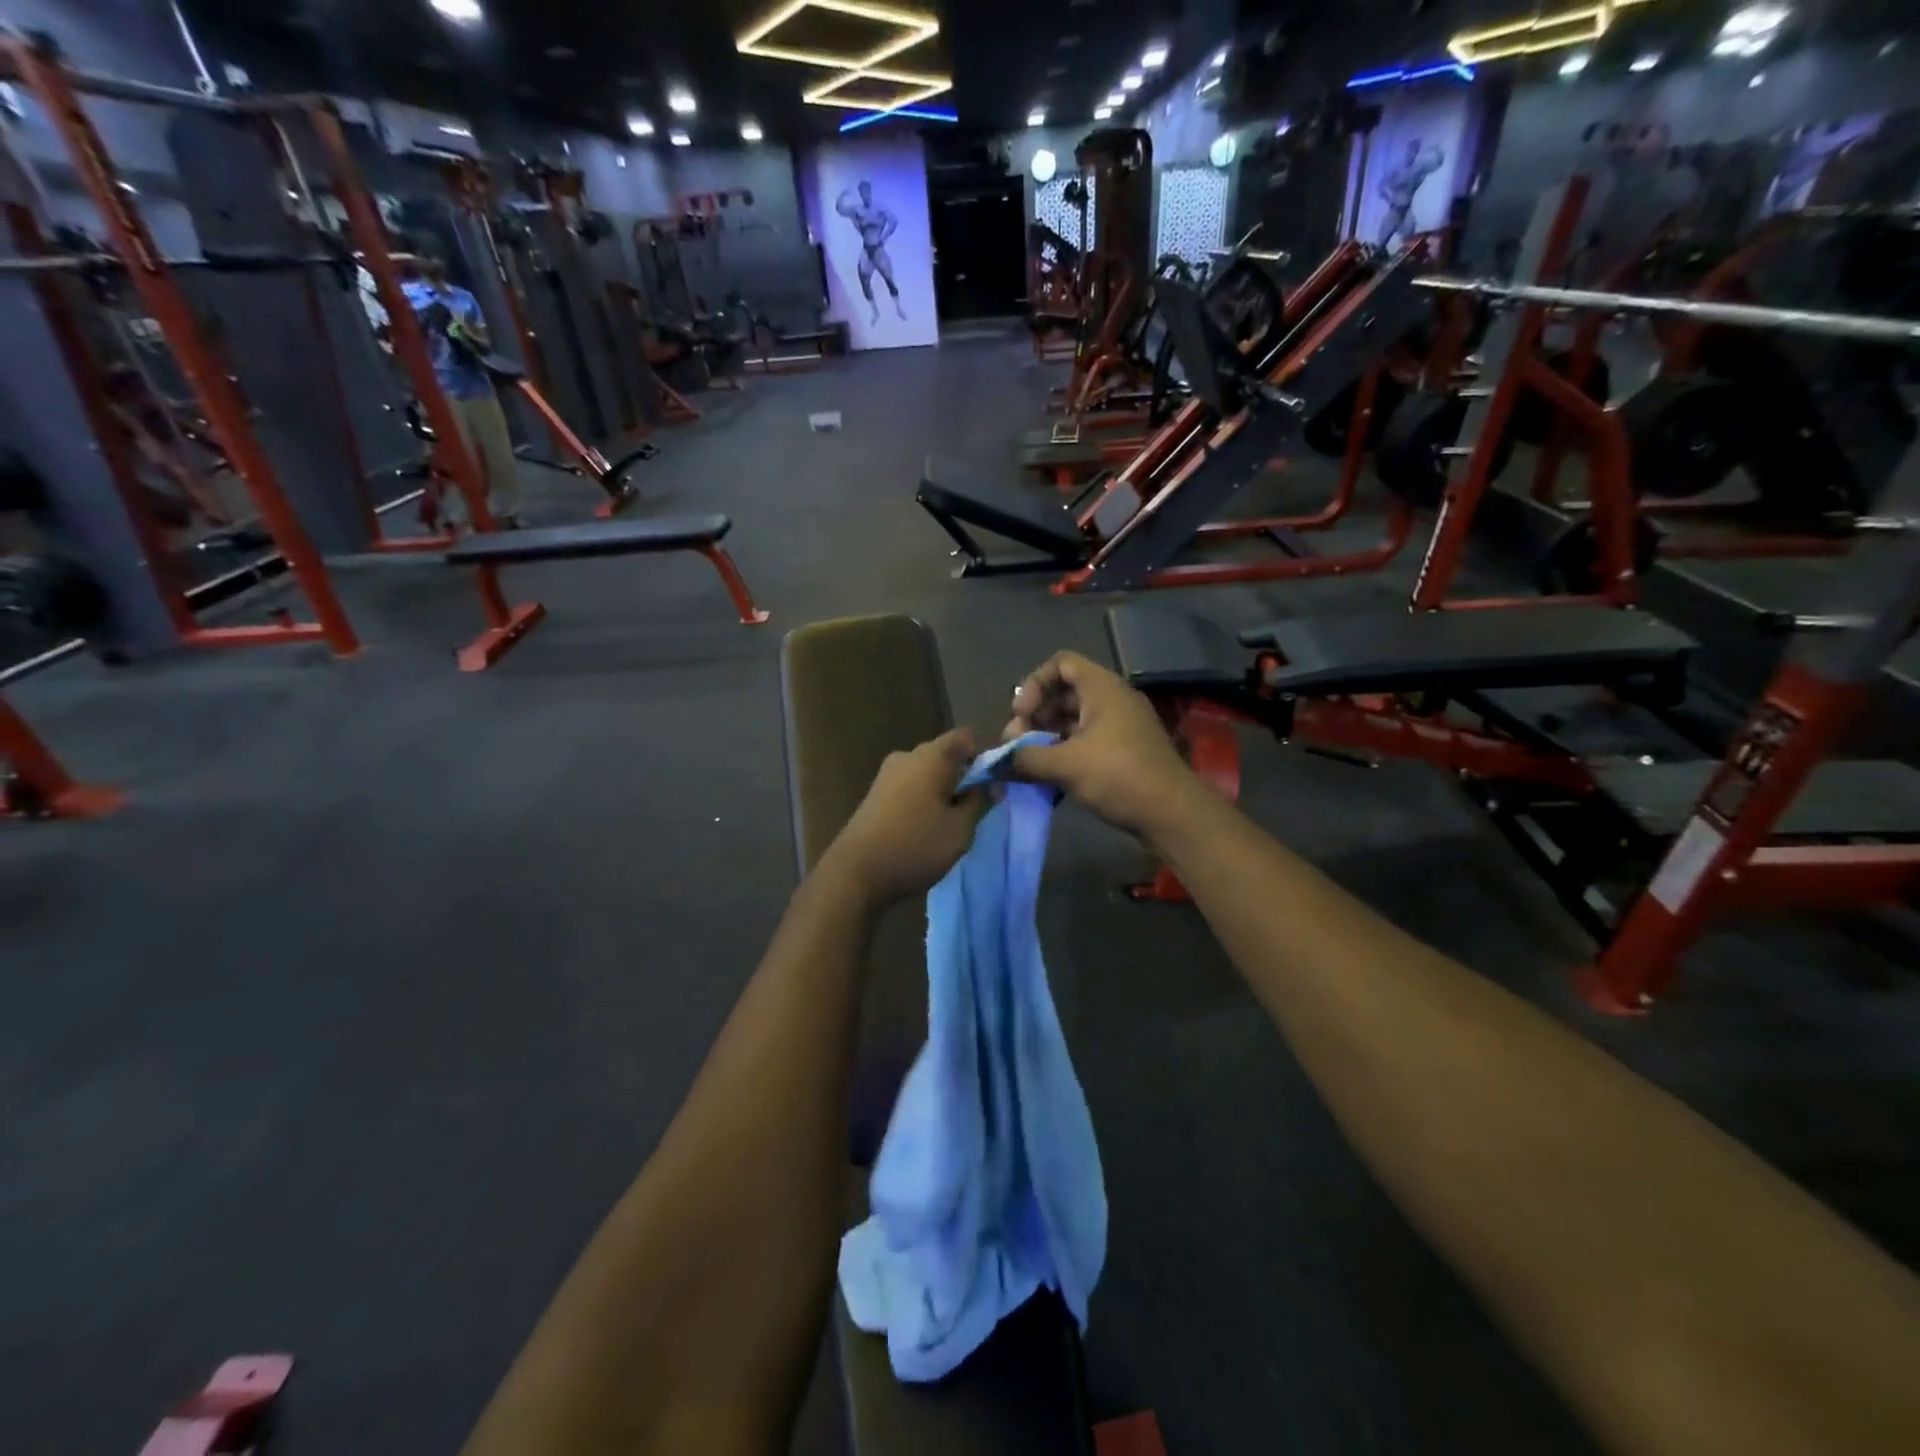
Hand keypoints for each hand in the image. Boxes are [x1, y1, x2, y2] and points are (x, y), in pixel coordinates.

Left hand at [820, 729, 986, 906]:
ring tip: (952, 824)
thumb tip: (993, 784)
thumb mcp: (960, 829)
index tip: (993, 784)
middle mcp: (908, 756)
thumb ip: (980, 802)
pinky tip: (926, 828)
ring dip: (943, 791)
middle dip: (964, 776)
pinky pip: (910, 786)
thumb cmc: (915, 846)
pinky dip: (923, 799)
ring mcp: (887, 774)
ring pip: (927, 772)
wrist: (855, 873)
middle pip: (945, 754)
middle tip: (976, 809)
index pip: (967, 737)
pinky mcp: (875, 794)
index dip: (985, 755)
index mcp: (932, 756)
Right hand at [1004, 651, 1200, 839]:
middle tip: (1017, 743)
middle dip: (1035, 715)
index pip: (1061, 663)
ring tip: (1028, 763)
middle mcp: (1112, 699)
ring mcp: (1121, 725)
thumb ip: (1026, 758)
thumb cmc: (1118, 776)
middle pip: (1064, 692)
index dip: (1034, 683)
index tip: (1022, 715)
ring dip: (1047, 736)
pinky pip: (1087, 739)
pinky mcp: (1124, 750)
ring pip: (1074, 719)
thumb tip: (999, 761)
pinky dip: (1065, 751)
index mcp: (1102, 688)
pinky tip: (1049, 776)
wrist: (1172, 813)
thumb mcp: (1065, 765)